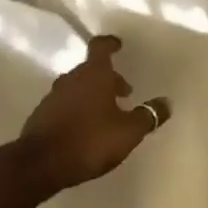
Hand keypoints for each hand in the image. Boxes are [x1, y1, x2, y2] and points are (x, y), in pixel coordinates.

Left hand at [21, 36, 170, 189]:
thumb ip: (148, 115)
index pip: (100, 47)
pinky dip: (78, 108)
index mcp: (93, 75)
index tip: (119, 45)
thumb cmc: (90, 140)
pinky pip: (65, 104)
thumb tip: (166, 103)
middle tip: (124, 92)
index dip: (110, 43)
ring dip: (93, 94)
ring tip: (108, 113)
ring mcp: (53, 96)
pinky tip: (86, 127)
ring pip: (77, 87)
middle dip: (108, 77)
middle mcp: (71, 79)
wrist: (40, 163)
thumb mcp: (128, 131)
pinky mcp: (42, 115)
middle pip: (91, 69)